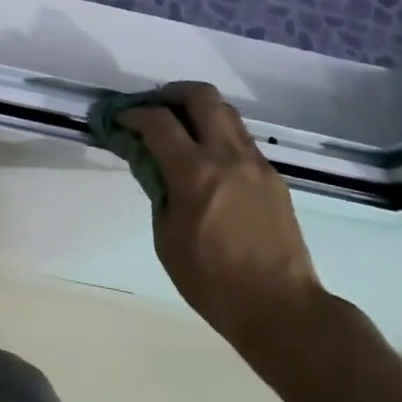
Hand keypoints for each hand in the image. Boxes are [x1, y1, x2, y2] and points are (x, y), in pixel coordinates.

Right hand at [120, 82, 325, 348]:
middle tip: (154, 108)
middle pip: (201, 96)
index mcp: (195, 172)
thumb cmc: (213, 282)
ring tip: (180, 129)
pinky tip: (207, 161)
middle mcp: (228, 156)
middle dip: (171, 93)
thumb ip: (159, 191)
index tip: (120, 119)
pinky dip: (218, 135)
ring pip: (226, 112)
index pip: (158, 121)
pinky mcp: (272, 177)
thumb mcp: (167, 239)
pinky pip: (241, 139)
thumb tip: (153, 165)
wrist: (282, 308)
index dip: (134, 113)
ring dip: (198, 110)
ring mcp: (256, 163)